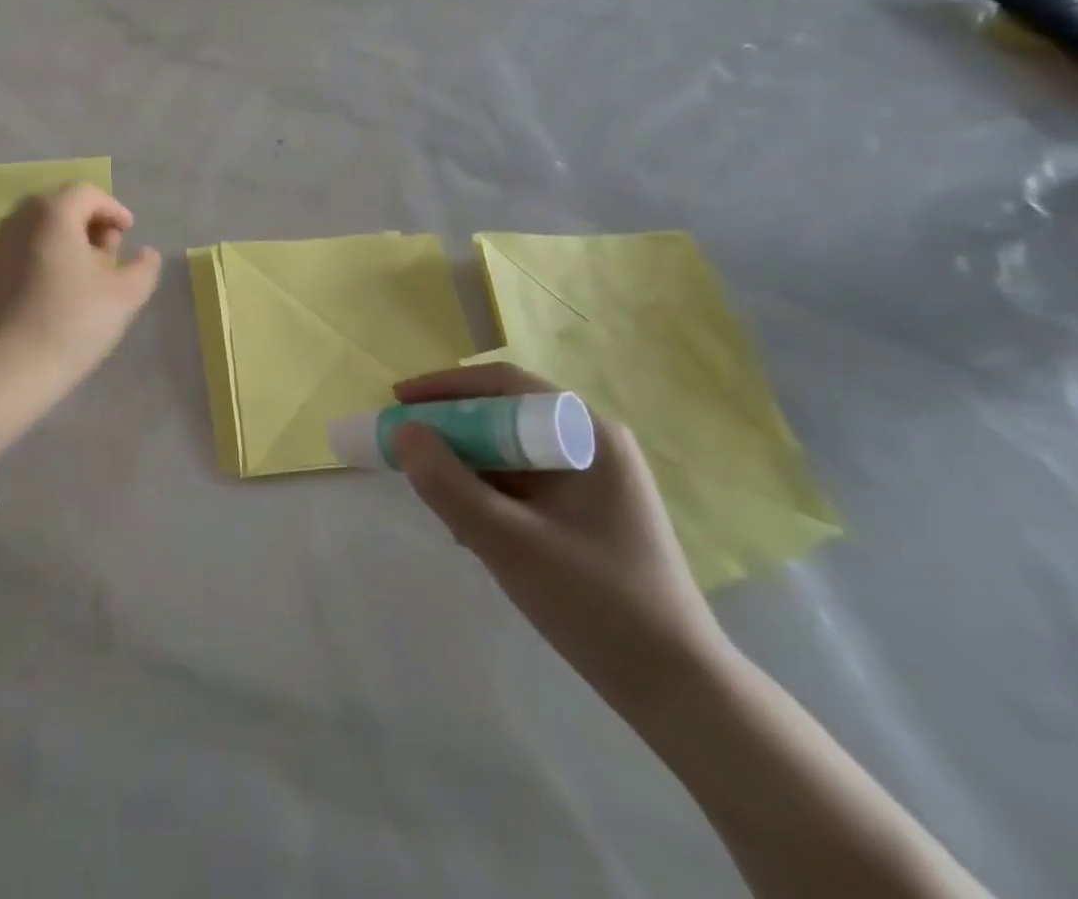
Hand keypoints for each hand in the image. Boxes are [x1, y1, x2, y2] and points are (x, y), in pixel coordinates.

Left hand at [0, 184, 160, 456]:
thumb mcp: (123, 298)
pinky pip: (15, 258)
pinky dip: (38, 265)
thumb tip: (146, 254)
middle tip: (108, 257)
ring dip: (62, 247)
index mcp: (52, 214)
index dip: (113, 209)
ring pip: (35, 234)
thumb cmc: (67, 325)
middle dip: (88, 226)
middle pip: (58, 209)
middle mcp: (16, 221)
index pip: (87, 193)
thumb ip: (142, 269)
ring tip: (81, 282)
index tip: (129, 233)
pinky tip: (49, 300)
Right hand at [391, 363, 729, 711]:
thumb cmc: (596, 605)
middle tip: (405, 445)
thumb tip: (403, 431)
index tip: (398, 400)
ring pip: (513, 451)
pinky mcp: (590, 513)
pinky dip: (490, 492)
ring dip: (467, 463)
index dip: (445, 387)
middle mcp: (594, 444)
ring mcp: (595, 480)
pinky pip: (526, 483)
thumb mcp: (508, 542)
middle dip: (451, 428)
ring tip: (431, 491)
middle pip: (506, 415)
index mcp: (587, 434)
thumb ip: (448, 483)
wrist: (678, 692)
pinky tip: (470, 526)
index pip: (504, 386)